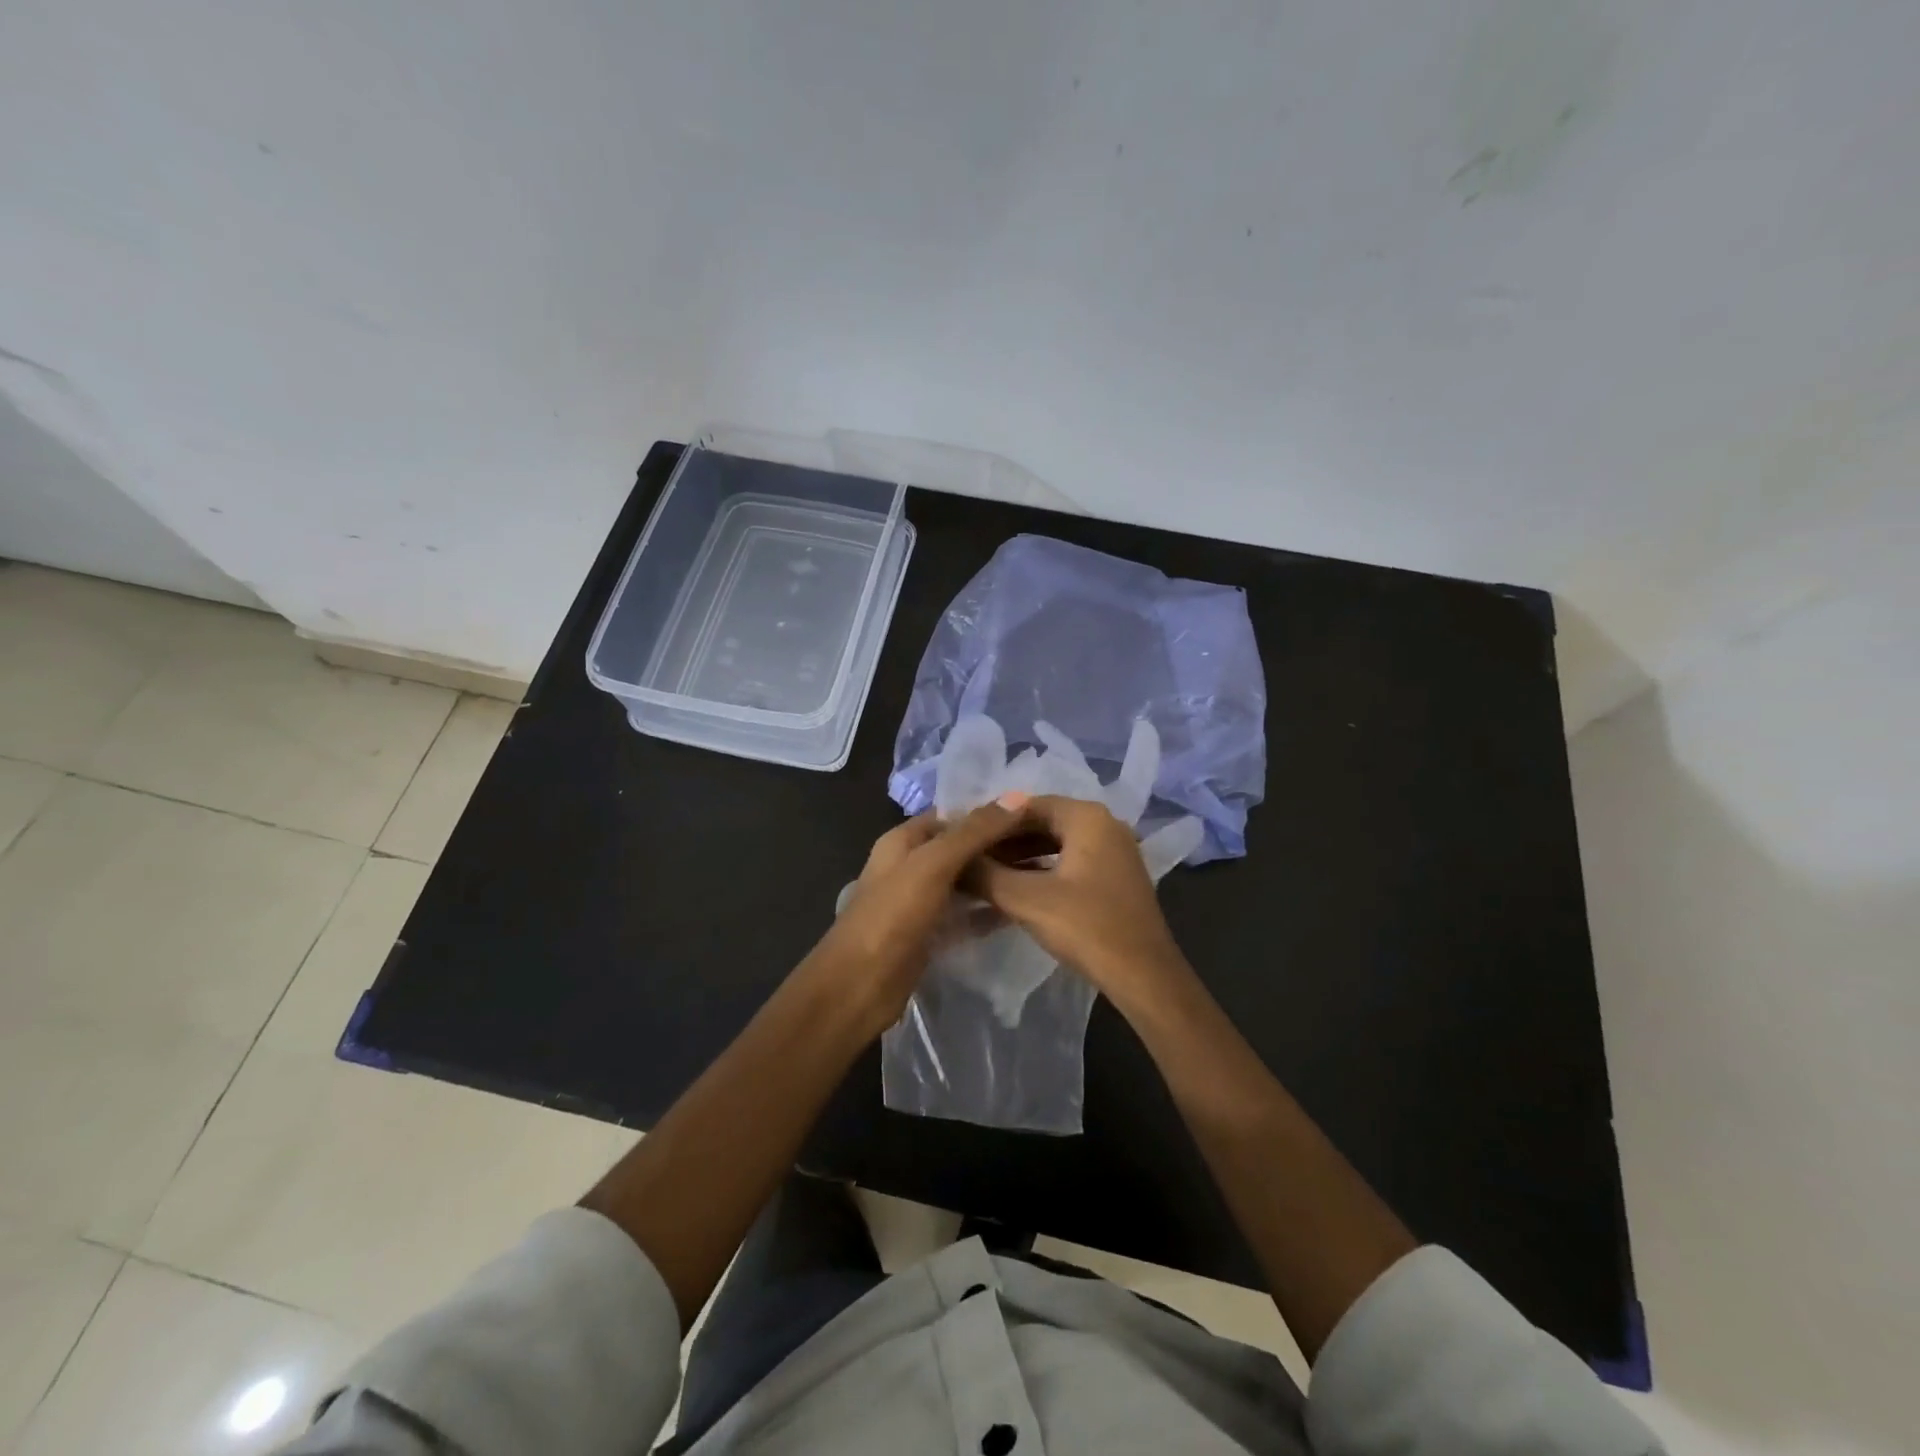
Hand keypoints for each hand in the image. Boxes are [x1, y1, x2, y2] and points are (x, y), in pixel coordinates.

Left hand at [807, 800, 1025, 1034]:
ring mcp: (921, 902)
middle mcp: (911, 865)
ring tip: (1043, 873)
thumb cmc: (892, 916)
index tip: (1034, 812)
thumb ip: (973, 832)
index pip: (952, 814)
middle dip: (998, 845)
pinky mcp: (931, 934)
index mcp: (903, 840)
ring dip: (997, 877)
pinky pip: (966, 914)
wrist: (858, 986)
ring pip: (966, 881)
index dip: (989, 811)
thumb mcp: (933, 864)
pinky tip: (1022, 908)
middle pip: (961, 847)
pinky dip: (989, 910)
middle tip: (1048, 845)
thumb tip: (1017, 796)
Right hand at [967, 795, 1193, 1016]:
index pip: (1026, 805)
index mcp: (1087, 816)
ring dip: (1020, 858)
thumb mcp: (1026, 899)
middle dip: (1003, 841)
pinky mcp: (1115, 878)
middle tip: (967, 858)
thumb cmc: (1087, 927)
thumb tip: (950, 860)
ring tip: (983, 875)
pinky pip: (1070, 863)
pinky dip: (1041, 871)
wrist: (1144, 977)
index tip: (960, 838)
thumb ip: (984, 874)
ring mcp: (1114, 852)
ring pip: (1055, 845)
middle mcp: (1104, 824)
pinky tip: (1014, 890)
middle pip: (1042, 822)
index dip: (989, 821)